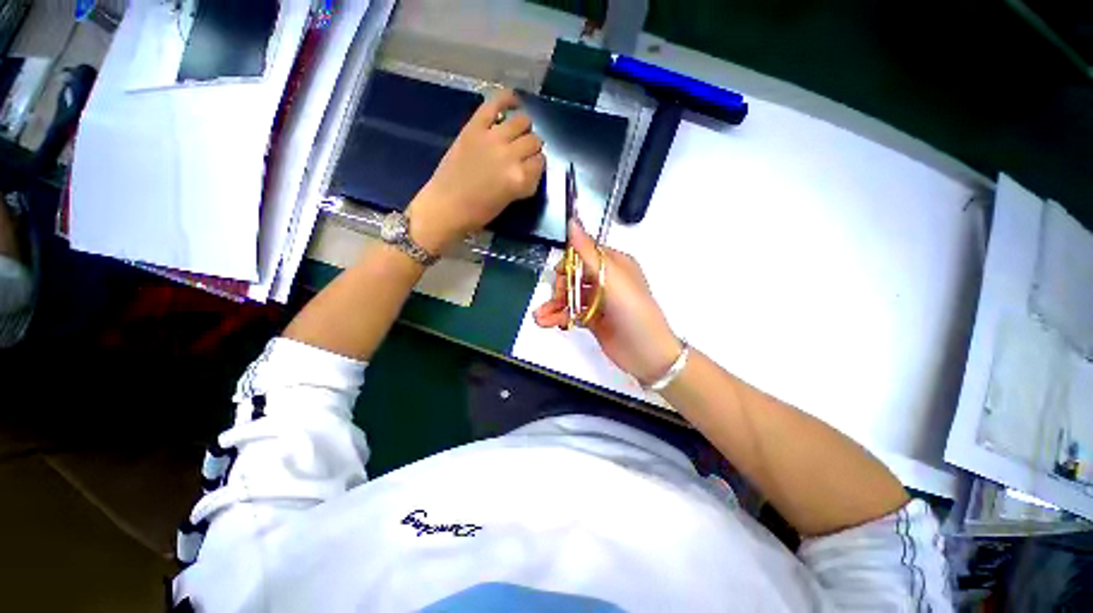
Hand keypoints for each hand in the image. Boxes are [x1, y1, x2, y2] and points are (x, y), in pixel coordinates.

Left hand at [407, 89, 545, 252]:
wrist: (446, 206)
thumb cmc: (479, 212)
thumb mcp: (511, 200)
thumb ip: (525, 181)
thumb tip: (531, 167)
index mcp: (520, 179)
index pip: (541, 163)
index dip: (537, 166)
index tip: (530, 170)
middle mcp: (511, 156)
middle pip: (534, 141)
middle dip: (532, 148)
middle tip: (522, 154)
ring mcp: (492, 138)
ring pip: (522, 121)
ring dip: (524, 128)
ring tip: (517, 134)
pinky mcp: (475, 127)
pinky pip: (495, 104)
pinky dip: (507, 98)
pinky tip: (514, 101)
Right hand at [533, 220, 682, 385]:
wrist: (647, 354)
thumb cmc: (634, 312)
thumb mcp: (612, 279)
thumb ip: (589, 252)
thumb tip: (573, 222)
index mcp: (615, 264)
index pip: (585, 254)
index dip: (570, 262)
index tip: (559, 273)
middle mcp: (606, 280)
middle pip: (574, 275)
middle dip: (560, 287)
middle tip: (557, 298)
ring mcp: (599, 300)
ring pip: (570, 295)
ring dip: (554, 304)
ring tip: (540, 317)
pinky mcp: (592, 318)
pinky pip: (571, 312)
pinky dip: (558, 316)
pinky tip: (546, 322)